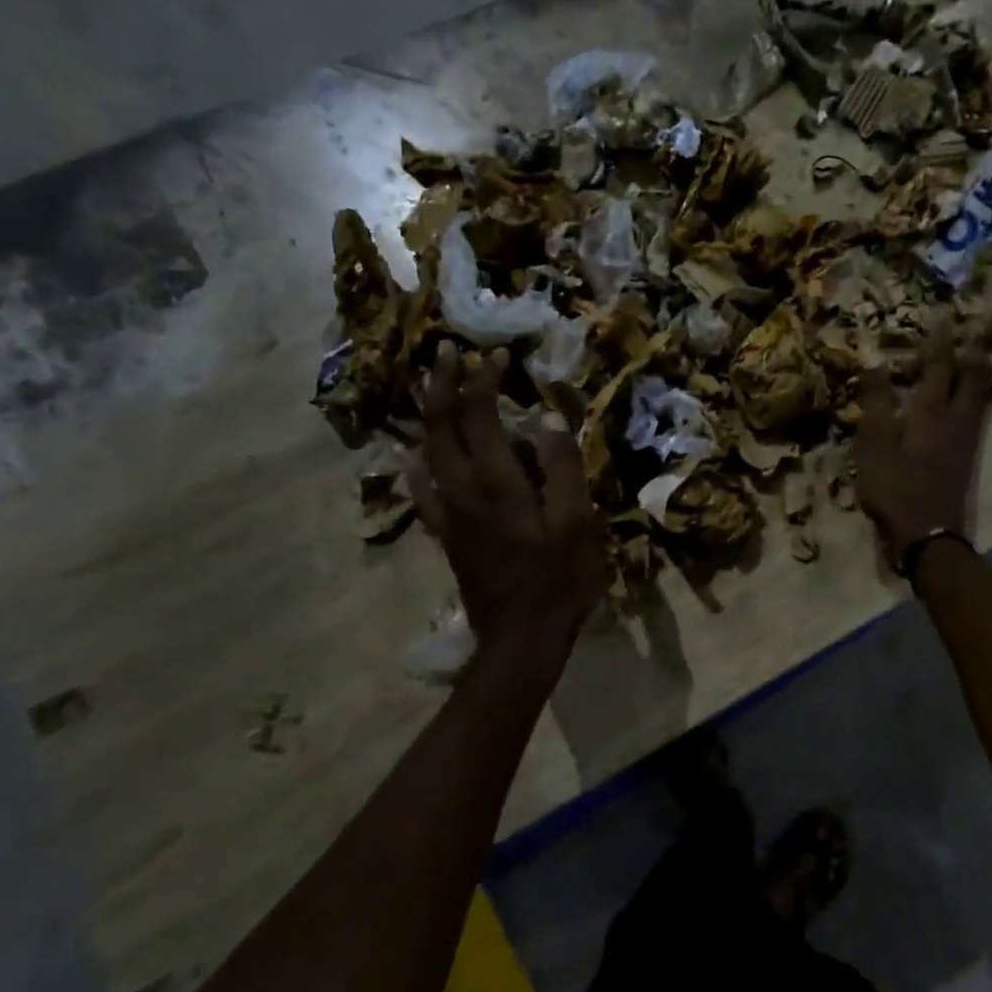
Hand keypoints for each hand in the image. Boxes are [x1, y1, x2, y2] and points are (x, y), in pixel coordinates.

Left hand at [407, 344, 607, 662]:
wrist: (520, 639)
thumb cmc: (559, 580)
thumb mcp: (577, 523)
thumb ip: (562, 468)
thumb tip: (548, 417)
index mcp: (497, 484)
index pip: (479, 416)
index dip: (483, 381)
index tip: (497, 356)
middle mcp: (462, 491)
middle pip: (441, 427)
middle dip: (443, 385)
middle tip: (448, 352)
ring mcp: (449, 514)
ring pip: (426, 453)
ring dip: (430, 416)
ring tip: (435, 389)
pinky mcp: (447, 535)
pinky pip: (422, 491)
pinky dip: (416, 465)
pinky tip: (414, 457)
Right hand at [853, 330, 991, 559]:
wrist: (927, 533)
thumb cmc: (894, 486)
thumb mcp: (873, 443)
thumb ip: (876, 401)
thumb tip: (874, 361)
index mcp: (931, 410)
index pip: (939, 365)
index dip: (940, 340)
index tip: (944, 316)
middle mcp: (957, 418)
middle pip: (973, 377)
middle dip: (972, 351)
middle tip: (973, 332)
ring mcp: (966, 438)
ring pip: (980, 395)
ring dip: (979, 372)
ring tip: (976, 356)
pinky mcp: (967, 456)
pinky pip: (977, 413)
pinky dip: (976, 396)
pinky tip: (969, 399)